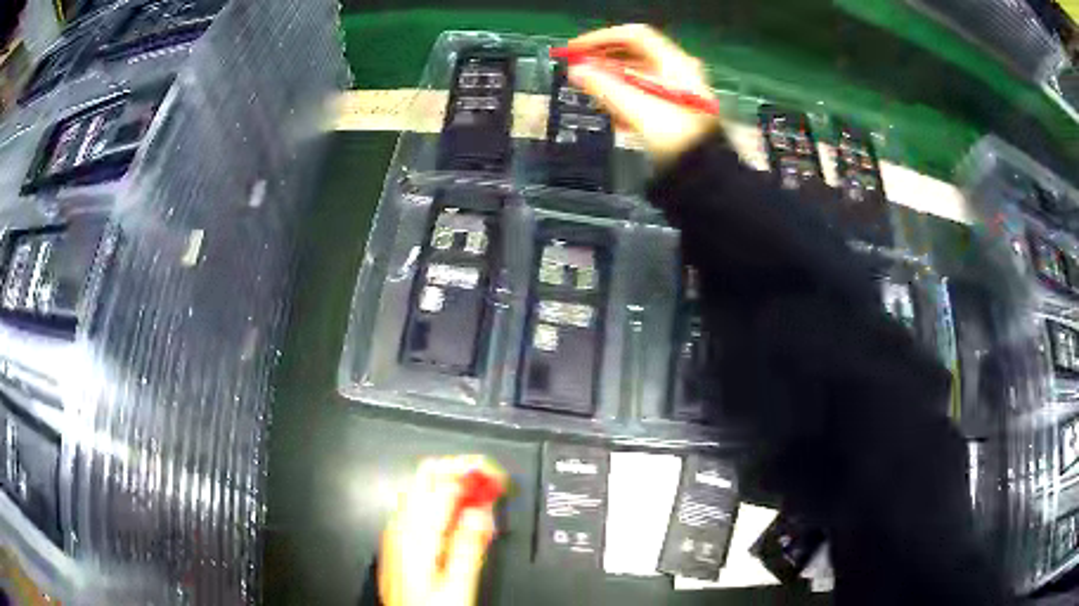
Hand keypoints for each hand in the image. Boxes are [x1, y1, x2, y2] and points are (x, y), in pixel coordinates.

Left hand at [379, 456, 506, 605]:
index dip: (473, 471)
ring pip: (421, 487)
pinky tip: (457, 514)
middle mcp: (401, 525)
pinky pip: (417, 505)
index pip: (443, 480)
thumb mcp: (459, 583)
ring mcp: (396, 531)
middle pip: (426, 474)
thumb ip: (470, 543)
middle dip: (460, 470)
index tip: (496, 476)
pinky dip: (440, 499)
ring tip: (478, 496)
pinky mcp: (397, 539)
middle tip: (488, 479)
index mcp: (417, 532)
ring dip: (451, 483)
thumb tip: (482, 509)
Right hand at [565, 24, 719, 165]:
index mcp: (674, 62)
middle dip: (604, 61)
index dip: (601, 38)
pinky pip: (645, 93)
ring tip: (592, 93)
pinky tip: (614, 114)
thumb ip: (603, 86)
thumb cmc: (674, 136)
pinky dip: (626, 97)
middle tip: (579, 70)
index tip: (576, 50)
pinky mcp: (676, 109)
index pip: (633, 35)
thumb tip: (576, 71)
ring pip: (638, 75)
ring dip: (612, 81)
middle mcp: (679, 71)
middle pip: (635, 54)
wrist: (703, 174)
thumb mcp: (636, 108)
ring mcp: (679, 90)